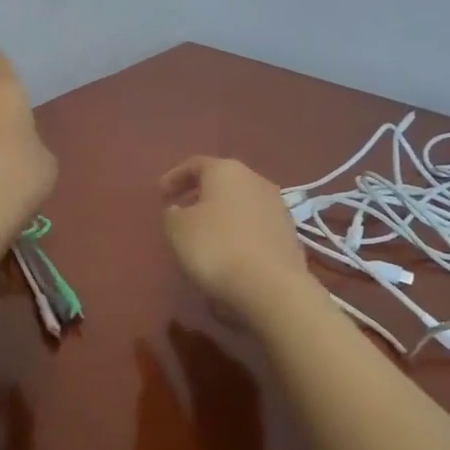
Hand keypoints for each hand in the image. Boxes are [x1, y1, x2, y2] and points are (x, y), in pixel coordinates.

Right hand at [160, 156, 315, 314]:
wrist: (271, 285)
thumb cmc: (216, 247)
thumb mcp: (178, 230)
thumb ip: (173, 214)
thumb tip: (180, 210)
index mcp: (226, 171)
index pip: (195, 164)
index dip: (175, 177)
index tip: (160, 194)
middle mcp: (255, 179)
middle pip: (222, 181)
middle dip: (200, 194)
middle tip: (181, 211)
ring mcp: (276, 205)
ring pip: (240, 202)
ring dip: (221, 213)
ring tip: (204, 234)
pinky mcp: (288, 232)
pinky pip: (255, 224)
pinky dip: (238, 231)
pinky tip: (229, 250)